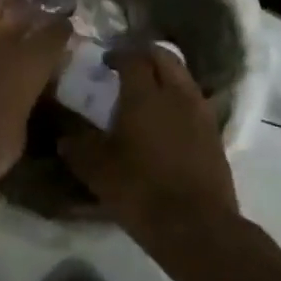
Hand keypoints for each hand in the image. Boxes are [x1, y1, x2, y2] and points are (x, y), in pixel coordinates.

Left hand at [0, 0, 70, 217]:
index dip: (61, 29)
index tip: (62, 31)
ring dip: (0, 8)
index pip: (55, 31)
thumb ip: (26, 98)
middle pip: (22, 9)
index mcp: (29, 63)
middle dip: (31, 12)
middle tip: (32, 18)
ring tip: (1, 13)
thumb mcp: (21, 129)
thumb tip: (23, 89)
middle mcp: (0, 38)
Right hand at [59, 45, 239, 240]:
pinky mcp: (215, 135)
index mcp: (145, 94)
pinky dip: (179, 99)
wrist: (197, 226)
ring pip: (184, 78)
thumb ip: (78, 147)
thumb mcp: (97, 170)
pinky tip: (167, 120)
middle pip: (165, 57)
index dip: (118, 54)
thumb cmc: (141, 190)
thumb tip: (65, 139)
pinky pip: (195, 102)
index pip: (133, 57)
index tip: (105, 62)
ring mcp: (201, 113)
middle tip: (128, 67)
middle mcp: (177, 94)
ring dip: (166, 76)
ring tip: (148, 92)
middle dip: (146, 55)